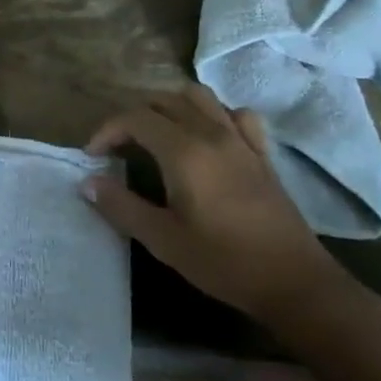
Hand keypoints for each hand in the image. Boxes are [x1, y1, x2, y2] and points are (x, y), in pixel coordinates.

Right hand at [83, 85, 349, 328]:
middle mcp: (211, 134)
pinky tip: (207, 136)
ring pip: (199, 98)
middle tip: (119, 147)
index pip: (135, 118)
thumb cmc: (223, 262)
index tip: (94, 155)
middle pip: (164, 101)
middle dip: (134, 116)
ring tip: (157, 134)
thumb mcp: (163, 240)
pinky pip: (235, 114)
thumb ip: (121, 206)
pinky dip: (214, 114)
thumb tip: (88, 183)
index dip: (108, 130)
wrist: (293, 282)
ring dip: (171, 107)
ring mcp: (241, 140)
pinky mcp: (261, 153)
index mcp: (184, 152)